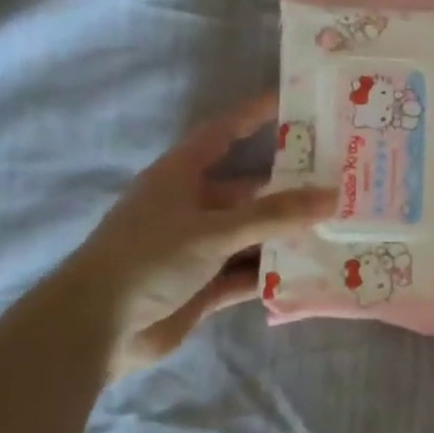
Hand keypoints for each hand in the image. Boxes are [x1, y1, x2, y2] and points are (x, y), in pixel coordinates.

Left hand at [66, 93, 332, 377]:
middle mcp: (191, 206)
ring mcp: (198, 248)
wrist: (95, 330)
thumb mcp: (214, 230)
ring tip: (337, 225)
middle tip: (338, 177)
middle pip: (248, 189)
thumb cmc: (148, 260)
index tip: (294, 102)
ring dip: (287, 233)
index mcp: (180, 176)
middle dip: (289, 186)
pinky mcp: (204, 285)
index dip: (255, 114)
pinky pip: (248, 272)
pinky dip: (274, 271)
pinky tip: (311, 270)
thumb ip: (275, 215)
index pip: (223, 132)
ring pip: (253, 233)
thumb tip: (333, 196)